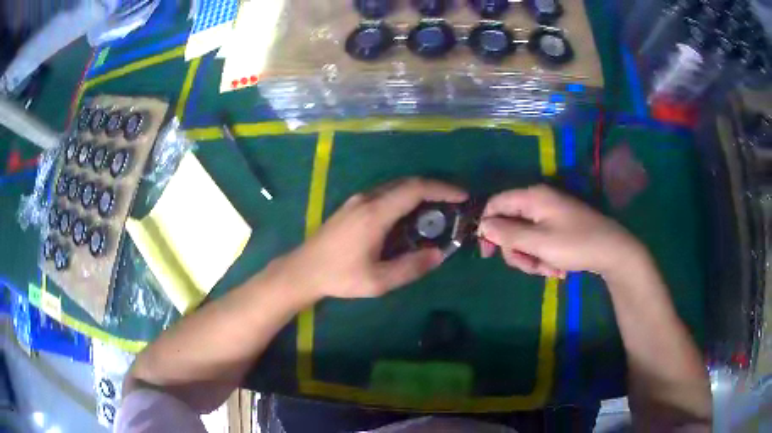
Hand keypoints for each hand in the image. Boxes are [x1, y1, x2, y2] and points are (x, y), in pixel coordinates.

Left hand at [266, 178, 467, 301]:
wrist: (304, 270)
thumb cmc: (340, 276)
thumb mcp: (378, 281)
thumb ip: (410, 267)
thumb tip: (439, 254)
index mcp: (375, 213)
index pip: (415, 189)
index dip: (442, 189)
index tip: (462, 196)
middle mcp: (367, 199)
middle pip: (407, 183)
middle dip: (434, 189)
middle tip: (454, 204)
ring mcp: (357, 200)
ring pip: (395, 187)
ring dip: (419, 193)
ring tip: (437, 210)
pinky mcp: (352, 206)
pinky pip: (385, 194)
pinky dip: (404, 198)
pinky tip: (410, 216)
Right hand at [478, 185, 644, 277]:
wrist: (613, 252)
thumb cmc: (576, 244)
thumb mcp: (539, 242)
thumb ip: (508, 234)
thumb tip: (483, 226)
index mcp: (533, 197)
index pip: (496, 203)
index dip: (487, 226)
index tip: (488, 253)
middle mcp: (539, 202)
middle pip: (510, 225)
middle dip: (516, 250)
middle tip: (529, 267)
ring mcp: (550, 215)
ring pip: (525, 237)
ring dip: (531, 258)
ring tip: (549, 270)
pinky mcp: (559, 227)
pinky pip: (540, 242)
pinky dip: (544, 257)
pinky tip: (557, 268)